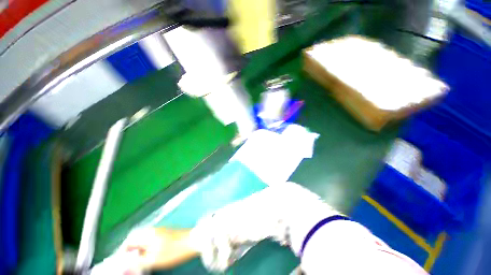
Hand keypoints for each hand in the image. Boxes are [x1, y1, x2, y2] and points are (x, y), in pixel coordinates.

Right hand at [119, 227, 197, 270]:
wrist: (192, 241)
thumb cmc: (173, 251)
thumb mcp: (153, 260)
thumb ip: (137, 261)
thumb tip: (126, 262)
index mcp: (147, 234)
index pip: (129, 240)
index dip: (123, 251)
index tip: (122, 262)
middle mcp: (153, 230)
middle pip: (136, 238)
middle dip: (131, 250)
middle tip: (130, 262)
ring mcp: (160, 231)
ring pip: (144, 239)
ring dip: (139, 249)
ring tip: (139, 261)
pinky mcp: (166, 233)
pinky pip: (151, 240)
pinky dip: (147, 247)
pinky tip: (150, 255)